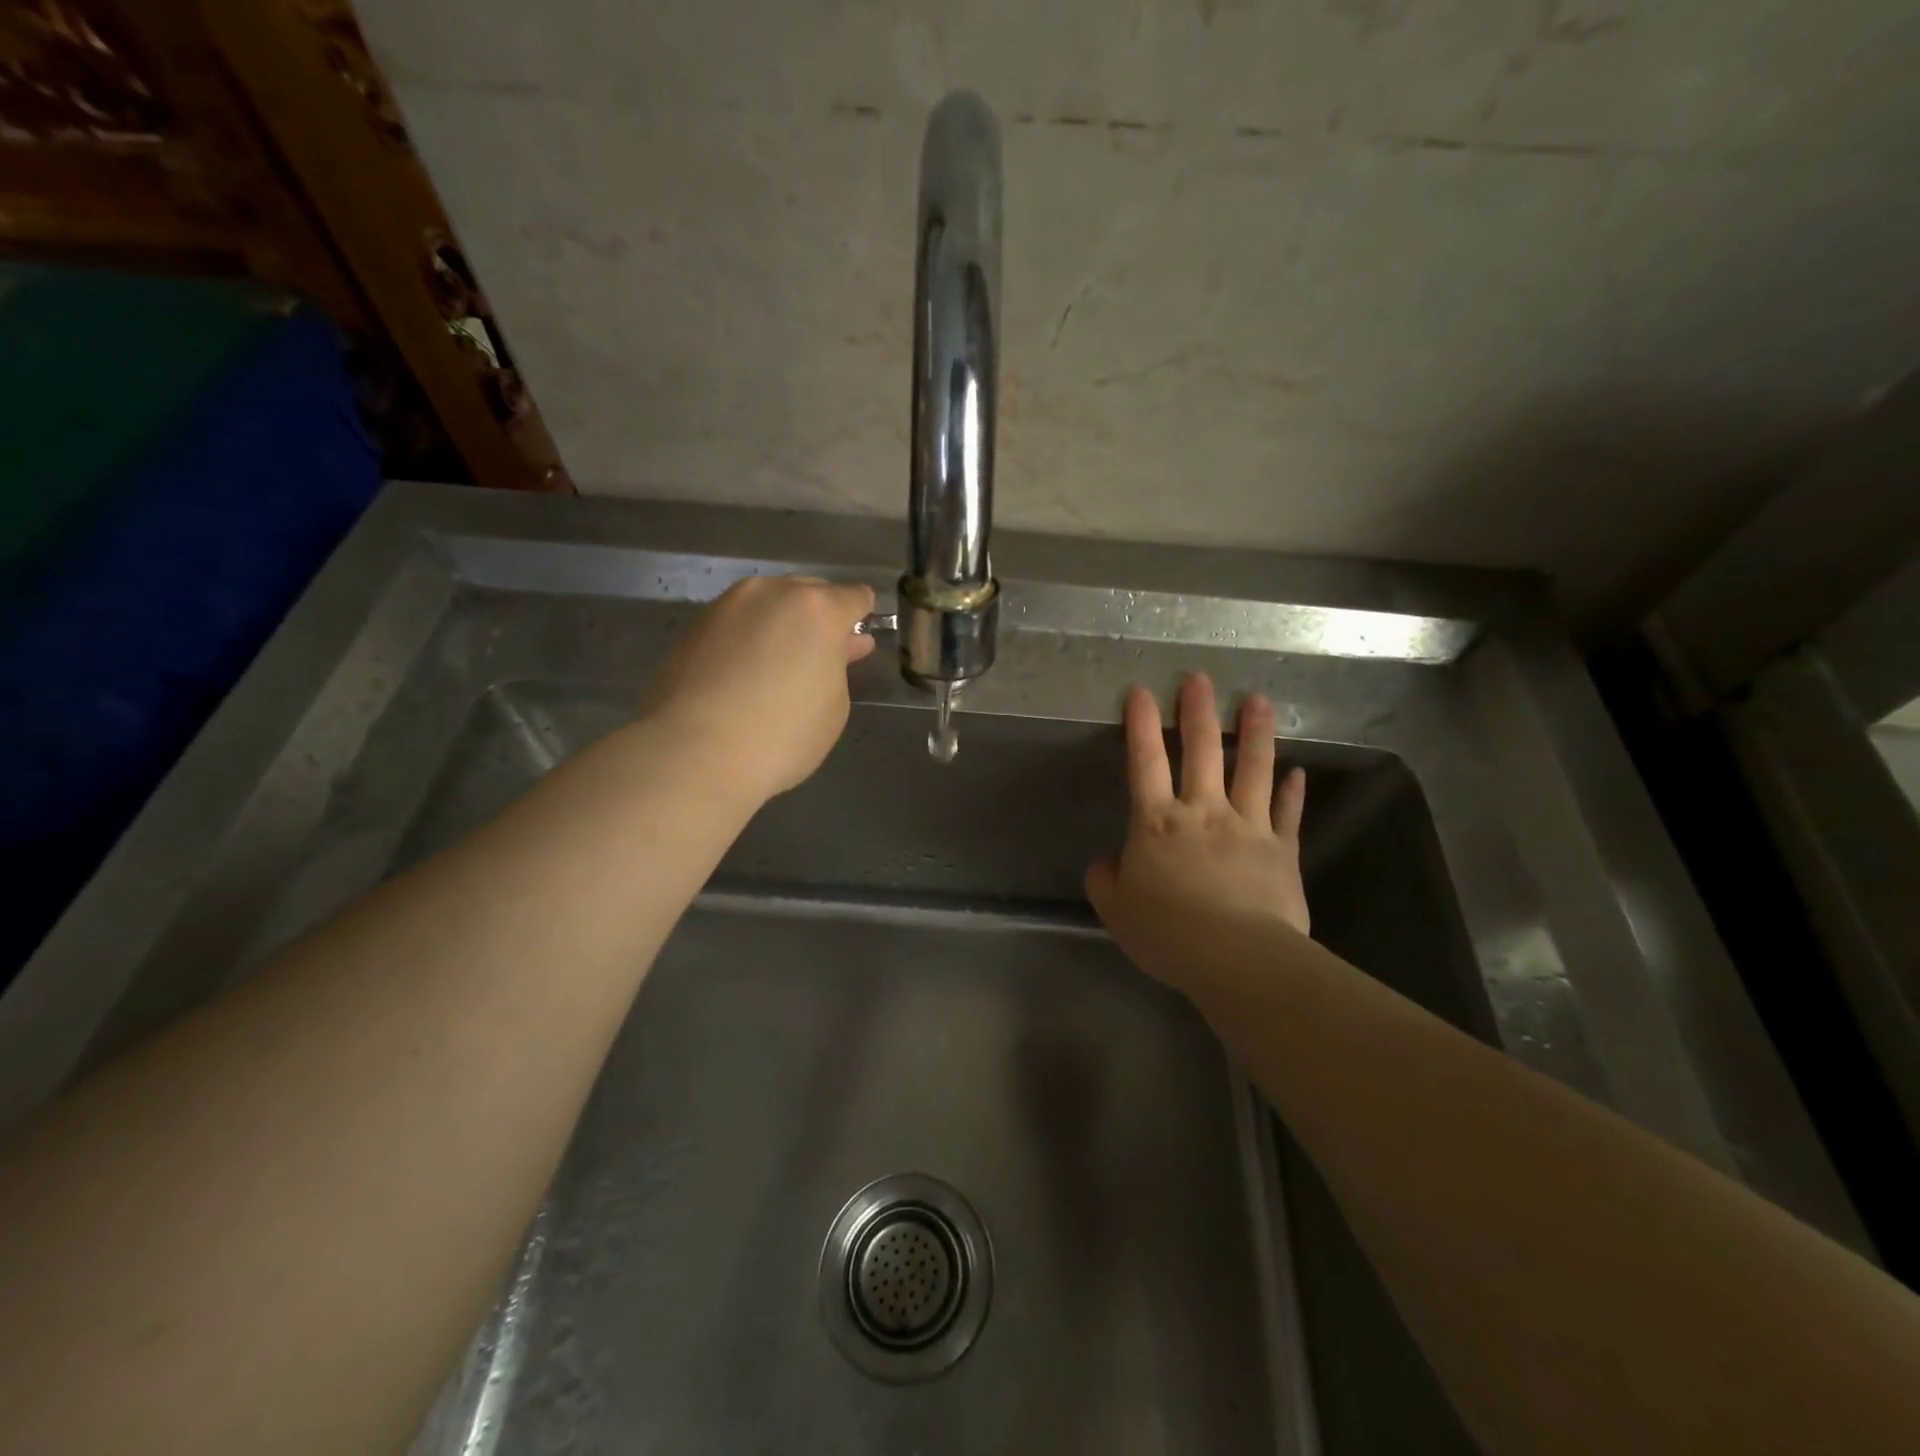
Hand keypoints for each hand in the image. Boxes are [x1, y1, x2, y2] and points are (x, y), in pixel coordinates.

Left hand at [649, 575, 875, 798]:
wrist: (695, 752)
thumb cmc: (783, 735)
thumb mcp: (834, 706)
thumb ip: (838, 666)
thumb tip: (836, 647)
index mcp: (817, 609)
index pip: (854, 597)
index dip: (861, 615)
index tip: (859, 636)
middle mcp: (771, 593)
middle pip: (808, 592)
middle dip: (820, 616)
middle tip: (823, 650)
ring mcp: (726, 606)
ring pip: (767, 604)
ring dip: (780, 623)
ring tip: (781, 659)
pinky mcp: (692, 628)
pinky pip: (735, 624)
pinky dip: (747, 638)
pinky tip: (746, 669)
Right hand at [1086, 675, 1308, 996]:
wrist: (1236, 958)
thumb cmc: (1167, 932)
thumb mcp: (1115, 908)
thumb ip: (1105, 878)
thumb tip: (1107, 861)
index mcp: (1156, 822)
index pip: (1145, 761)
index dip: (1141, 724)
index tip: (1140, 691)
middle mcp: (1203, 811)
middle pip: (1201, 751)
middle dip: (1198, 711)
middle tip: (1199, 678)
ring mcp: (1247, 826)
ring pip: (1253, 769)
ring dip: (1255, 732)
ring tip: (1259, 700)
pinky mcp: (1282, 850)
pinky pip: (1289, 813)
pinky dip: (1293, 791)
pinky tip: (1298, 771)